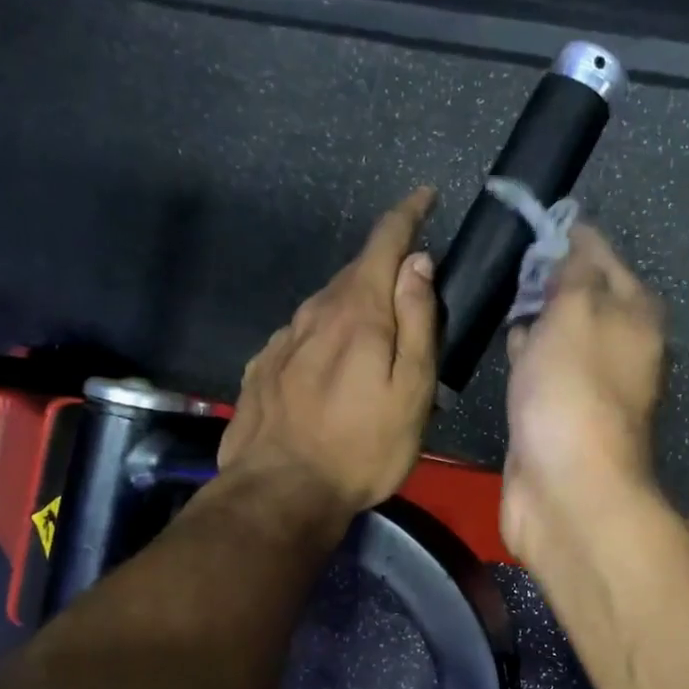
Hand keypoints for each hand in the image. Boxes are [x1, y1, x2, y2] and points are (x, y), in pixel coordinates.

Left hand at [218, 187, 439, 525]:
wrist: (280, 492)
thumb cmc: (361, 447)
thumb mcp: (410, 390)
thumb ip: (417, 322)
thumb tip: (417, 263)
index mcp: (357, 312)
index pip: (384, 243)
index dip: (407, 215)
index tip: (425, 196)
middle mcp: (314, 313)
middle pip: (354, 273)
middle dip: (384, 269)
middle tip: (412, 294)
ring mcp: (282, 340)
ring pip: (326, 305)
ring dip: (354, 306)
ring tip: (374, 338)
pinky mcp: (262, 368)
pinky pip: (302, 336)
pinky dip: (324, 336)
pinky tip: (331, 366)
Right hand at [501, 225, 666, 567]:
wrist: (566, 486)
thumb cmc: (574, 388)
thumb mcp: (577, 310)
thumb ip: (574, 270)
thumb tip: (572, 241)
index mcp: (635, 313)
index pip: (601, 255)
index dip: (566, 236)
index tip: (525, 224)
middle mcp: (620, 345)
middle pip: (581, 295)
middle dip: (547, 277)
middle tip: (505, 260)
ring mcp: (589, 383)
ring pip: (559, 333)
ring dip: (534, 316)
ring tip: (498, 294)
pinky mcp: (559, 413)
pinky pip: (541, 369)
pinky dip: (525, 355)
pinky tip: (504, 346)